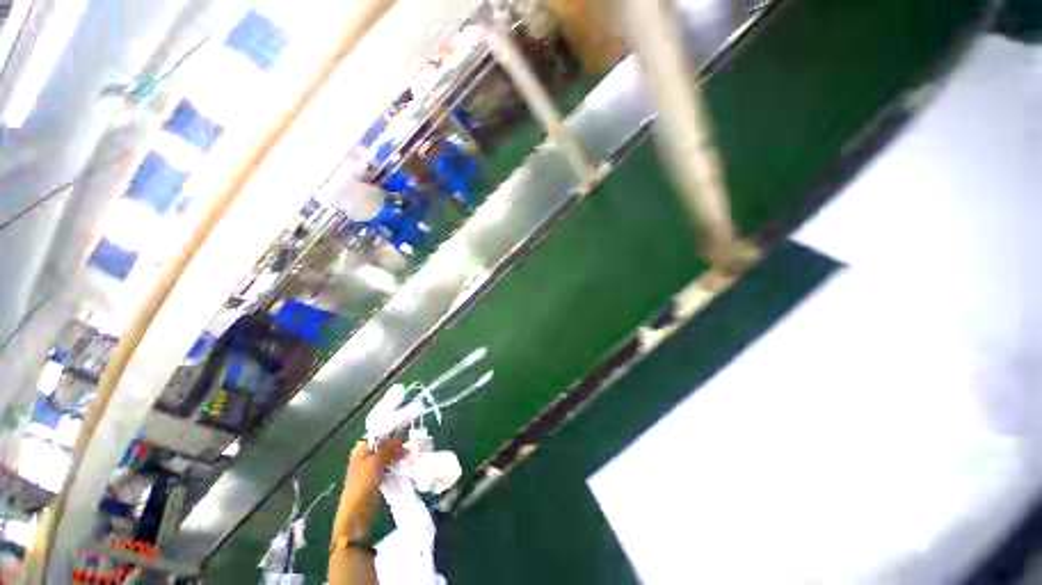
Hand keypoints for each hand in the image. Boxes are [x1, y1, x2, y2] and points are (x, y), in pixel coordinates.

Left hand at [334, 438, 406, 539]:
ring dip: (397, 456)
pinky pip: (387, 467)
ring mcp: (370, 469)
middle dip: (395, 446)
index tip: (403, 435)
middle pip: (382, 446)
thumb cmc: (362, 485)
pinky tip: (404, 466)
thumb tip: (398, 439)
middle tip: (408, 449)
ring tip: (409, 457)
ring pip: (386, 456)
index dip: (390, 435)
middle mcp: (364, 457)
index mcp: (360, 450)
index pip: (377, 436)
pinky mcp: (375, 479)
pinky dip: (395, 465)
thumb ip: (386, 448)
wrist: (356, 514)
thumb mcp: (375, 462)